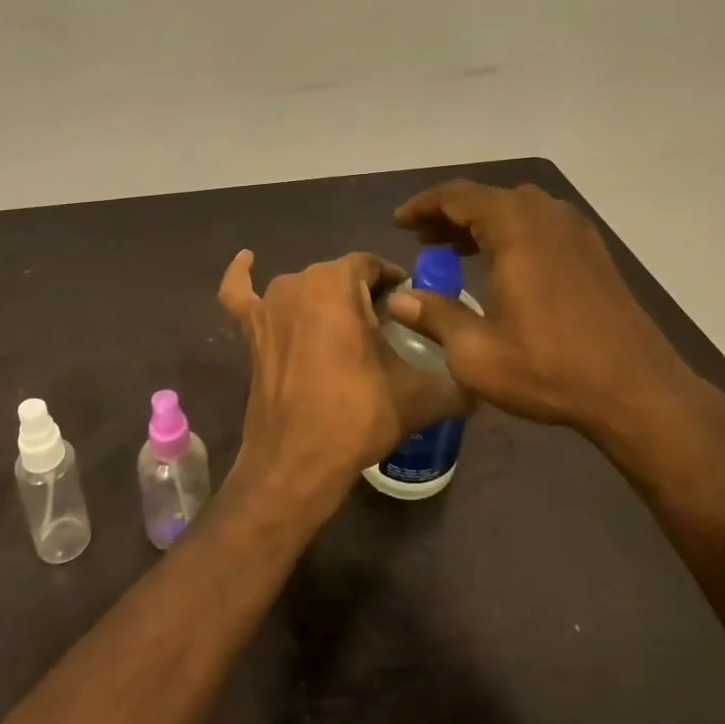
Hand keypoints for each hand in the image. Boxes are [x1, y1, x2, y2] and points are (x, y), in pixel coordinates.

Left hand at [217, 249, 468, 514]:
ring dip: (324, 299)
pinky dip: (241, 276)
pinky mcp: (249, 331)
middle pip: (340, 276)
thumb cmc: (357, 416)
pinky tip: (247, 260)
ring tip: (346, 329)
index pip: (373, 265)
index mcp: (338, 283)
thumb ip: (458, 381)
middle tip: (385, 331)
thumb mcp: (420, 397)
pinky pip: (240, 294)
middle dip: (364, 295)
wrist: (297, 462)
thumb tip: (484, 381)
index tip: (411, 307)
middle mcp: (299, 281)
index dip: (395, 282)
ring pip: (304, 287)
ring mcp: (268, 305)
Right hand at [388, 181, 701, 438]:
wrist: (637, 390)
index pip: (457, 196)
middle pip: (486, 198)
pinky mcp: (592, 250)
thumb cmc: (550, 368)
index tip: (399, 223)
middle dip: (449, 214)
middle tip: (422, 238)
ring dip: (480, 223)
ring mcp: (574, 230)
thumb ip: (434, 316)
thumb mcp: (476, 352)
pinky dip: (510, 232)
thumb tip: (398, 300)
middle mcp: (545, 215)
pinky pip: (539, 224)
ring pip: (515, 209)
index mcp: (514, 227)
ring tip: (453, 249)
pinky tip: (500, 264)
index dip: (422, 205)